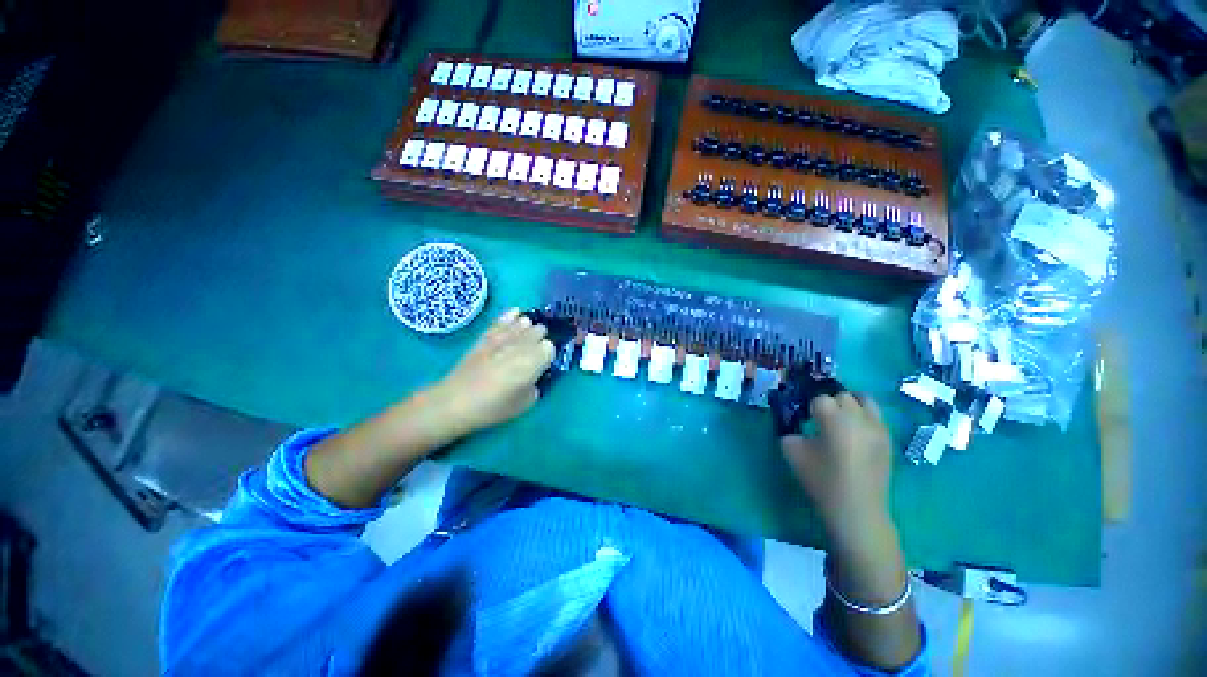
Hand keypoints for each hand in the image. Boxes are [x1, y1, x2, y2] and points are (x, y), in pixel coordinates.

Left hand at [430, 308, 554, 435]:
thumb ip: (536, 385)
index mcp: (534, 361)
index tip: (544, 364)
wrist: (455, 402)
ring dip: (528, 329)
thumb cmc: (493, 408)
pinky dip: (511, 316)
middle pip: (540, 331)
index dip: (548, 355)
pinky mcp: (487, 336)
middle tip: (535, 353)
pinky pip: (503, 319)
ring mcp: (503, 337)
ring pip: (524, 322)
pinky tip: (516, 314)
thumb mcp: (525, 403)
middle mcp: (521, 344)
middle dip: (540, 339)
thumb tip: (534, 376)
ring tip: (526, 338)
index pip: (551, 347)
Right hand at [780, 393, 893, 550]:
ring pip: (864, 399)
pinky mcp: (888, 438)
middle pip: (842, 395)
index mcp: (834, 419)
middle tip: (821, 421)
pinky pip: (875, 415)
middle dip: (830, 404)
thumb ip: (789, 430)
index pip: (820, 398)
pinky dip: (863, 416)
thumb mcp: (792, 452)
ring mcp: (878, 427)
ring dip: (850, 404)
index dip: (810, 408)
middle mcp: (859, 417)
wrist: (857, 510)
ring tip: (841, 420)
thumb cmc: (822, 481)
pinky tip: (854, 433)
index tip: (805, 419)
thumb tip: (794, 423)